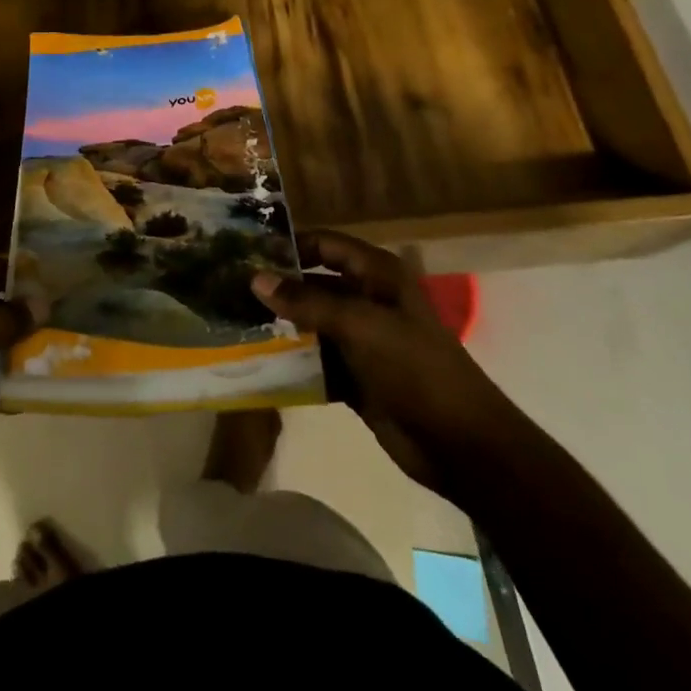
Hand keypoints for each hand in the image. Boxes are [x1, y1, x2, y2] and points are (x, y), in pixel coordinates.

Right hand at [252, 231, 535, 500]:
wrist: (462, 445)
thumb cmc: (416, 369)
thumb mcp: (361, 326)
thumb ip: (308, 302)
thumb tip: (256, 279)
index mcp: (377, 275)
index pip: (324, 245)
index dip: (289, 245)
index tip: (245, 251)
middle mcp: (367, 300)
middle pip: (314, 284)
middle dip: (277, 287)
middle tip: (228, 289)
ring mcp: (361, 340)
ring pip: (311, 324)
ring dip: (279, 326)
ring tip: (233, 322)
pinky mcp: (355, 377)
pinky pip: (315, 361)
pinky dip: (291, 362)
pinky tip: (256, 362)